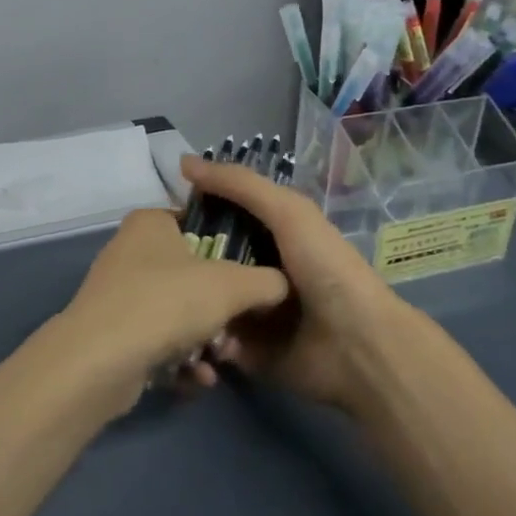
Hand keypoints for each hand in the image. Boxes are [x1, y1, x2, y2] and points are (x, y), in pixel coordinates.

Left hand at [50, 207, 288, 408]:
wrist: (99, 361)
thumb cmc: (167, 302)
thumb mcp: (232, 285)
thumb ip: (266, 281)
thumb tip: (280, 286)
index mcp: (151, 222)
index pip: (201, 223)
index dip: (232, 246)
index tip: (255, 275)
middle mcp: (131, 251)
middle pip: (193, 274)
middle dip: (221, 307)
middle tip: (239, 328)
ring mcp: (118, 294)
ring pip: (177, 312)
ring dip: (205, 338)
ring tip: (219, 358)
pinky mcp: (112, 334)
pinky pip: (158, 341)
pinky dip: (180, 359)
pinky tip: (198, 378)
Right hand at [178, 155, 407, 411]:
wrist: (357, 345)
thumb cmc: (325, 269)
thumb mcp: (287, 211)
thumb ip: (239, 184)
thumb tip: (185, 162)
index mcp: (273, 236)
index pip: (222, 217)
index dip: (195, 212)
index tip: (161, 214)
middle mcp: (260, 272)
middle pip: (209, 260)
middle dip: (185, 261)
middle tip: (158, 264)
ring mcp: (253, 315)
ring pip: (206, 300)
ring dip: (190, 301)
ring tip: (167, 300)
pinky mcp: (248, 353)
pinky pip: (212, 340)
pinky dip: (203, 336)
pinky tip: (188, 331)